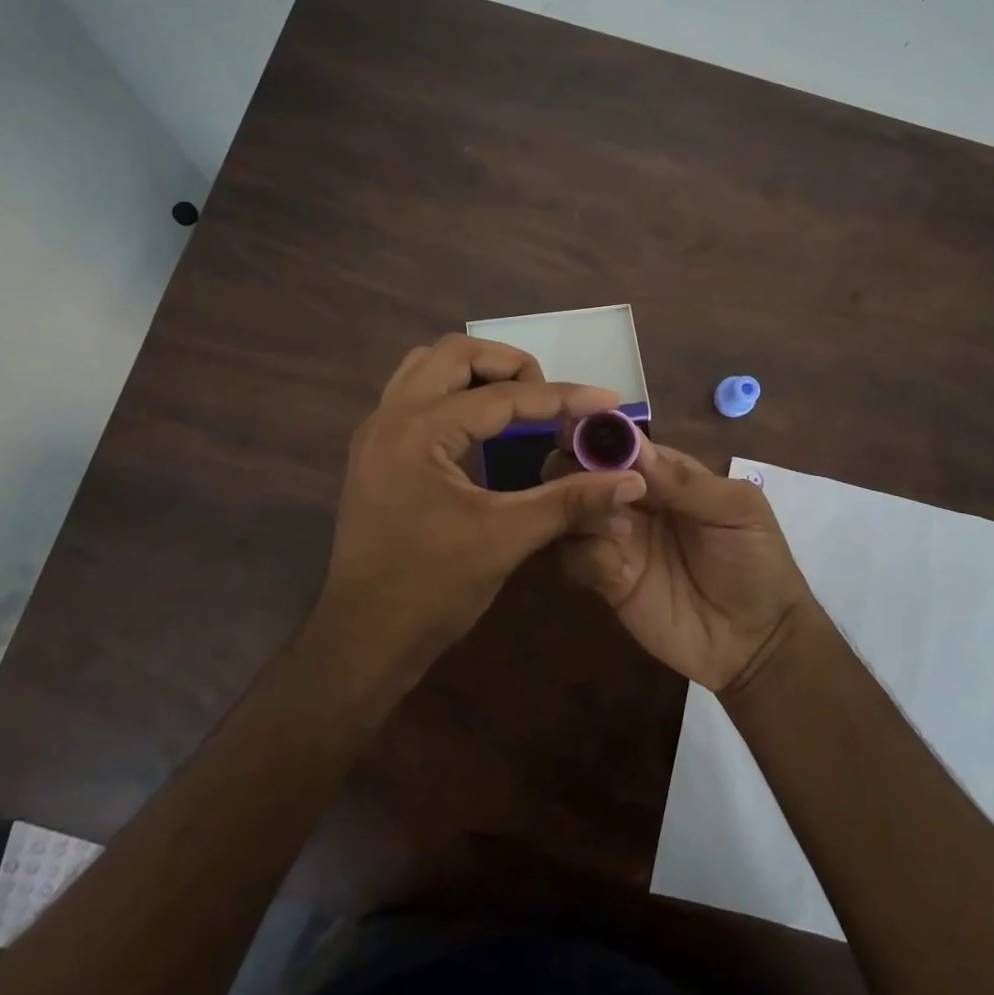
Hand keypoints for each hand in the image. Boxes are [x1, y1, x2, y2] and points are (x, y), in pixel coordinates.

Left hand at [316, 335, 647, 679]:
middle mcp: (390, 416)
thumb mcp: (506, 539)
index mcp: (418, 431)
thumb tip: (630, 479)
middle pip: (455, 353)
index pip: (501, 397)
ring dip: (477, 373)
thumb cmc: (431, 590)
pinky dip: (454, 393)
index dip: (561, 397)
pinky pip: (416, 394)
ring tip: (518, 403)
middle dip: (510, 366)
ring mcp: (376, 432)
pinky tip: (482, 427)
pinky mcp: (376, 452)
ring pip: (428, 367)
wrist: (363, 641)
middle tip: (549, 399)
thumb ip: (570, 501)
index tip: (607, 400)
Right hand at [544, 435, 816, 692]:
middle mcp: (630, 499)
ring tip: (622, 531)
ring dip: (583, 512)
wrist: (758, 643)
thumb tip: (634, 447)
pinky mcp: (606, 579)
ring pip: (569, 510)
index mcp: (661, 472)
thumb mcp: (737, 511)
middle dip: (575, 470)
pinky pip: (575, 558)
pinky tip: (621, 573)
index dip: (594, 432)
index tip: (577, 433)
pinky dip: (588, 557)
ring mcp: (615, 539)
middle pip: (578, 470)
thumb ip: (685, 481)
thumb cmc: (757, 562)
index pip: (618, 441)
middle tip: (593, 488)